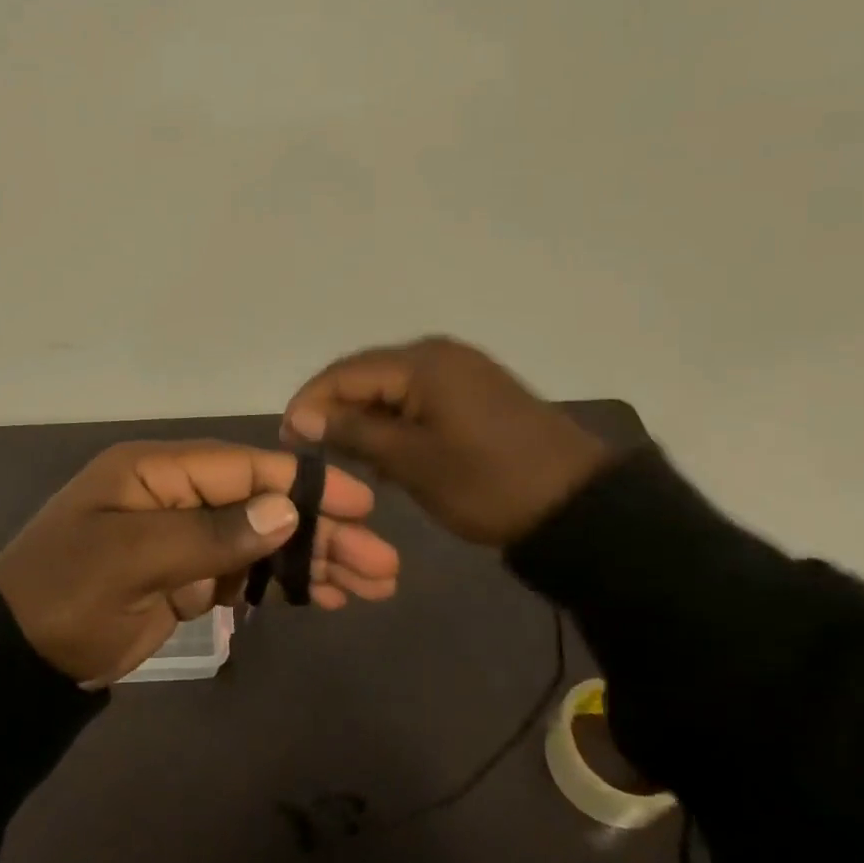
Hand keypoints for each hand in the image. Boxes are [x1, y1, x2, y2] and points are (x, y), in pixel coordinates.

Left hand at [0, 440, 400, 685]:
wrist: (14, 658)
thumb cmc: (66, 593)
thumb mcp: (132, 558)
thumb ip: (211, 533)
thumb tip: (286, 509)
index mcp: (156, 471)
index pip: (243, 467)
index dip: (303, 484)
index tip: (361, 506)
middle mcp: (175, 496)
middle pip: (262, 505)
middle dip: (321, 532)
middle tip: (383, 564)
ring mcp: (182, 539)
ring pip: (260, 542)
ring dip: (312, 561)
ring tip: (372, 585)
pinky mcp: (185, 579)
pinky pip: (243, 575)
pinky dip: (282, 585)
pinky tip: (327, 597)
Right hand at [281, 336, 615, 547]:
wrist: (579, 508)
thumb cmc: (487, 484)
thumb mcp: (411, 461)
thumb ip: (352, 432)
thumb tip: (301, 417)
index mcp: (422, 362)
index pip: (344, 373)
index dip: (308, 403)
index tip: (285, 439)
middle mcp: (438, 354)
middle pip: (366, 376)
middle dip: (335, 411)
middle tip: (311, 452)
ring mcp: (460, 371)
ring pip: (390, 390)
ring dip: (365, 420)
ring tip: (345, 457)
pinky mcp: (475, 393)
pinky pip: (417, 399)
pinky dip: (395, 423)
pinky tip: (386, 453)